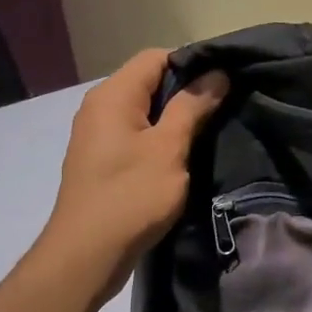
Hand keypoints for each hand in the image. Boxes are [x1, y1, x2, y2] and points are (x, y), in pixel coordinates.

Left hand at [35, 50, 228, 301]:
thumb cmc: (131, 196)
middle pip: (149, 82)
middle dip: (187, 92)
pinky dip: (160, 139)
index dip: (192, 64)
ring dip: (175, 119)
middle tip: (224, 109)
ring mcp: (97, 135)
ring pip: (144, 111)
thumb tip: (217, 73)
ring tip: (209, 132)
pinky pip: (136, 135)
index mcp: (113, 95)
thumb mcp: (170, 148)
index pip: (156, 57)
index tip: (225, 83)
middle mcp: (99, 107)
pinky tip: (182, 157)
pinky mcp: (101, 161)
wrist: (87, 255)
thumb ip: (192, 106)